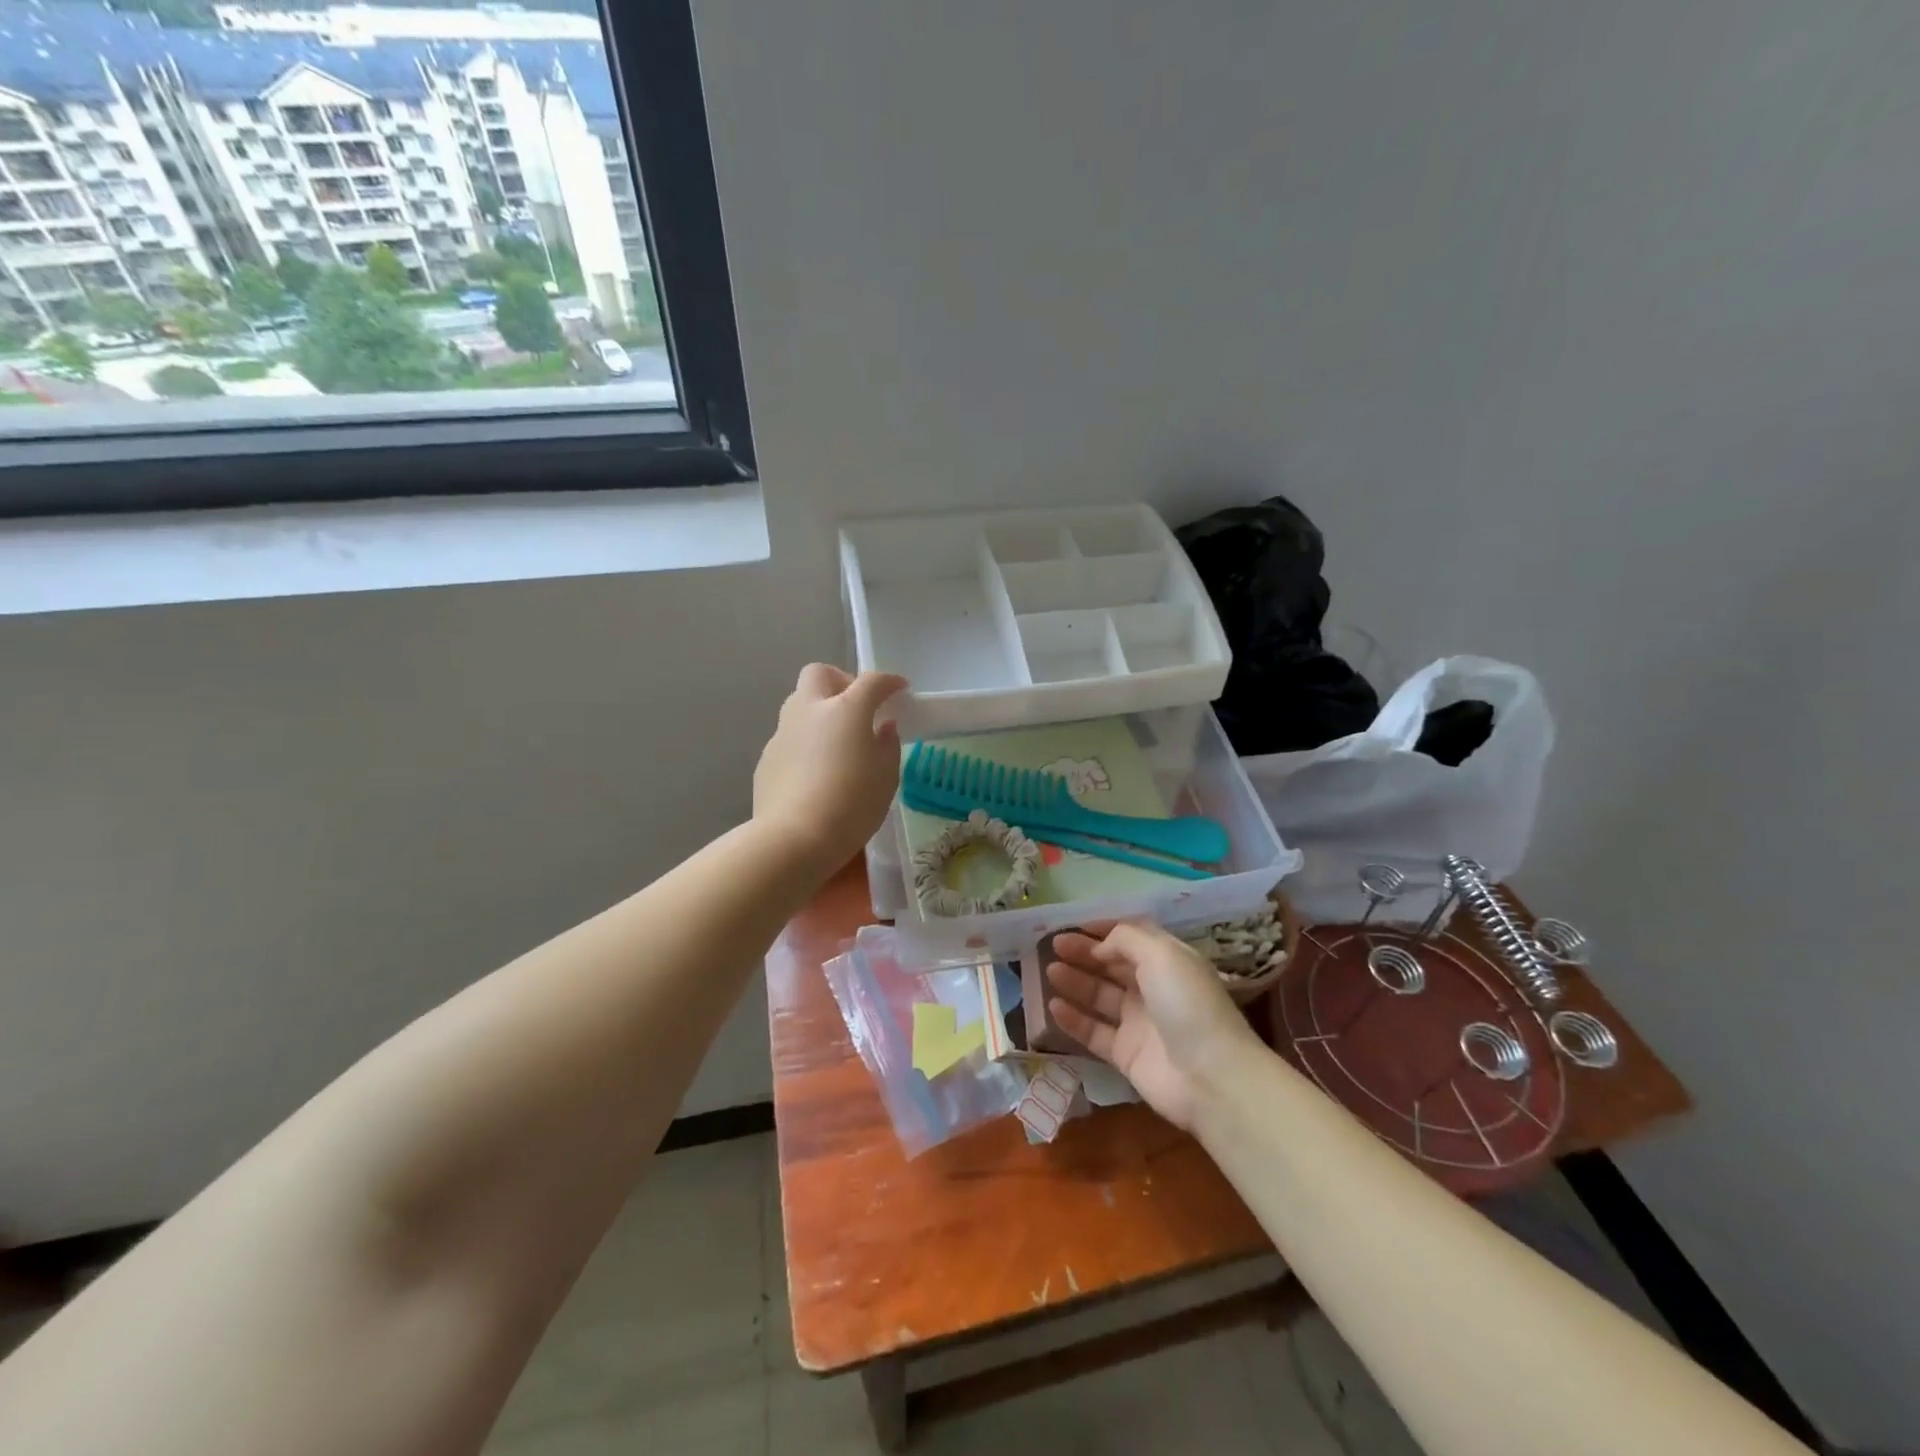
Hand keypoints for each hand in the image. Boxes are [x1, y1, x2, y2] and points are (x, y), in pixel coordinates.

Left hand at [753, 664, 906, 872]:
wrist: (794, 839)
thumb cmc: (851, 805)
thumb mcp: (886, 778)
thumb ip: (888, 745)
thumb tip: (883, 728)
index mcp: (846, 710)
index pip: (871, 681)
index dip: (889, 682)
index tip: (900, 689)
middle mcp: (810, 710)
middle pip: (820, 674)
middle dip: (841, 682)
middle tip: (857, 708)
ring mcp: (783, 733)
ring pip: (799, 703)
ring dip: (819, 711)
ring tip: (836, 741)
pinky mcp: (767, 757)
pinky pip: (789, 737)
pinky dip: (805, 742)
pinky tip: (815, 771)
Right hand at [1046, 922, 1263, 1130]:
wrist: (1211, 1077)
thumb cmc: (1188, 1004)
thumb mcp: (1161, 954)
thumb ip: (1126, 939)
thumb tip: (1100, 945)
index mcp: (1168, 961)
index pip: (1132, 938)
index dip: (1104, 930)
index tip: (1074, 925)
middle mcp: (1153, 989)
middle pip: (1112, 966)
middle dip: (1084, 953)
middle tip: (1053, 946)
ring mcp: (1139, 1023)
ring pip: (1100, 997)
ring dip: (1075, 982)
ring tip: (1049, 971)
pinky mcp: (1126, 1055)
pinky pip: (1094, 1032)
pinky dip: (1074, 1019)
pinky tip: (1053, 1006)